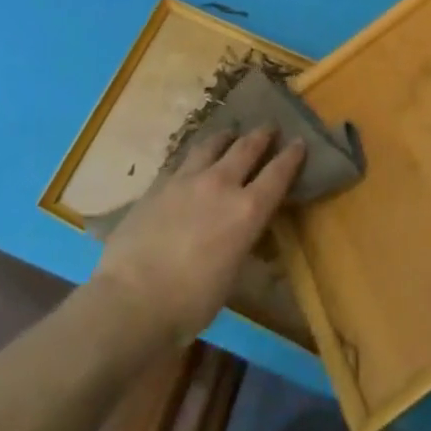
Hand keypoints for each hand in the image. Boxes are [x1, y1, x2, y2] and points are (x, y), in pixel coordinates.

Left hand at [93, 129, 305, 346]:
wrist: (131, 298)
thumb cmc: (189, 303)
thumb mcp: (230, 278)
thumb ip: (241, 245)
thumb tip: (245, 233)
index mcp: (246, 211)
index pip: (277, 174)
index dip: (291, 156)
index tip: (299, 142)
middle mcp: (221, 184)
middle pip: (246, 148)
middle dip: (261, 135)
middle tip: (269, 127)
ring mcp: (187, 179)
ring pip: (212, 144)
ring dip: (226, 137)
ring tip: (230, 133)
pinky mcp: (159, 184)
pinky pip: (183, 160)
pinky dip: (195, 155)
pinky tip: (193, 159)